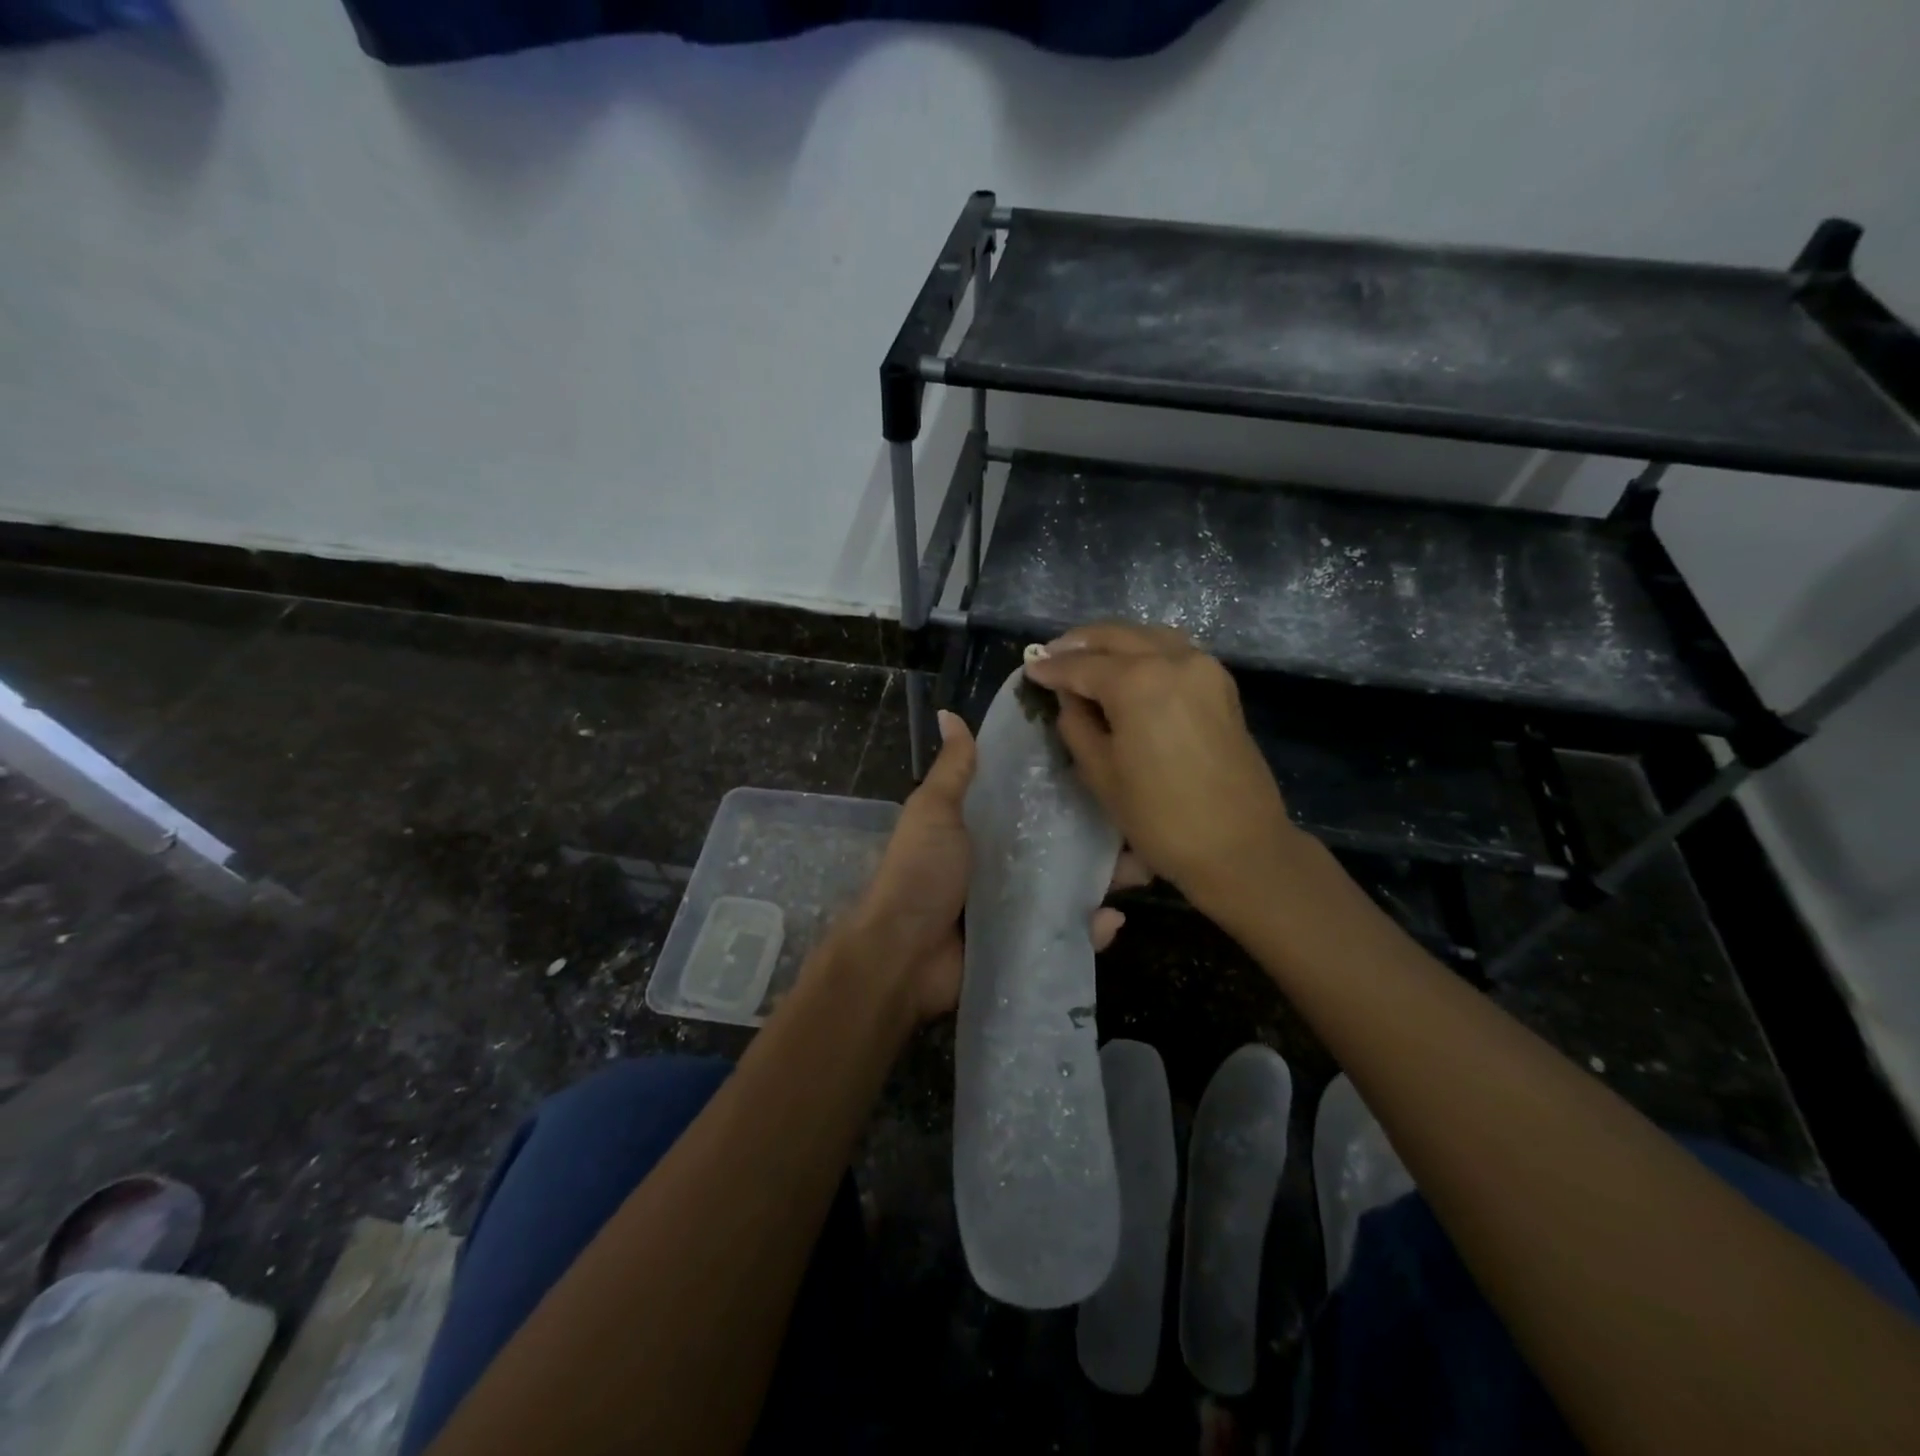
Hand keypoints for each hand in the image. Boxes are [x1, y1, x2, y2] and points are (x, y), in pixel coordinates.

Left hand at [844, 709, 1144, 1024]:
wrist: (903, 955)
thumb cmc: (920, 874)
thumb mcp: (934, 812)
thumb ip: (953, 769)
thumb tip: (948, 713)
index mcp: (986, 826)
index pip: (1036, 797)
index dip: (1068, 781)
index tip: (1106, 761)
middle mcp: (1008, 861)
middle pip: (1064, 841)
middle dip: (1101, 833)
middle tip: (1140, 822)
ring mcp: (1021, 904)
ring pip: (1075, 884)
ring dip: (1108, 878)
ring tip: (1142, 869)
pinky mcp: (1029, 942)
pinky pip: (1069, 931)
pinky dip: (1093, 927)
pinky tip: (1111, 918)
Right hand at [1022, 623, 1299, 921]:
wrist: (1239, 846)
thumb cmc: (1160, 817)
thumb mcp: (1101, 773)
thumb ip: (1077, 724)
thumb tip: (1069, 698)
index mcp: (1138, 681)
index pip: (1082, 665)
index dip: (1052, 668)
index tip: (1030, 668)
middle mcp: (1173, 660)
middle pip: (1117, 637)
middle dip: (1080, 643)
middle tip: (1051, 656)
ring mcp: (1203, 668)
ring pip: (1149, 636)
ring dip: (1114, 642)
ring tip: (1087, 657)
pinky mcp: (1221, 684)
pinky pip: (1175, 651)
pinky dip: (1146, 650)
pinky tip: (1129, 666)